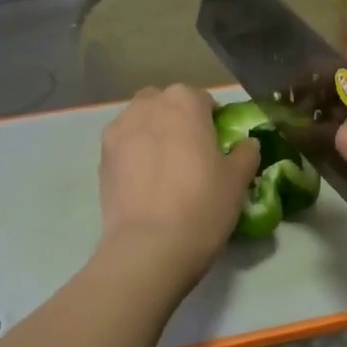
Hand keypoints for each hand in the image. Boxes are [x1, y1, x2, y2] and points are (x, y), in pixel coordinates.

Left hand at [99, 85, 260, 275]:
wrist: (150, 245)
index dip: (212, 121)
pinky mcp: (101, 157)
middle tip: (191, 154)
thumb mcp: (238, 179)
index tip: (218, 145)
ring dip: (153, 134)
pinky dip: (135, 155)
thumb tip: (245, 144)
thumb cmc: (203, 204)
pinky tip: (146, 183)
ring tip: (165, 168)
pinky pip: (124, 146)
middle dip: (177, 120)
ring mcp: (119, 129)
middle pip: (166, 104)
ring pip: (141, 121)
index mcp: (184, 101)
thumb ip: (245, 153)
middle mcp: (148, 105)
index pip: (203, 100)